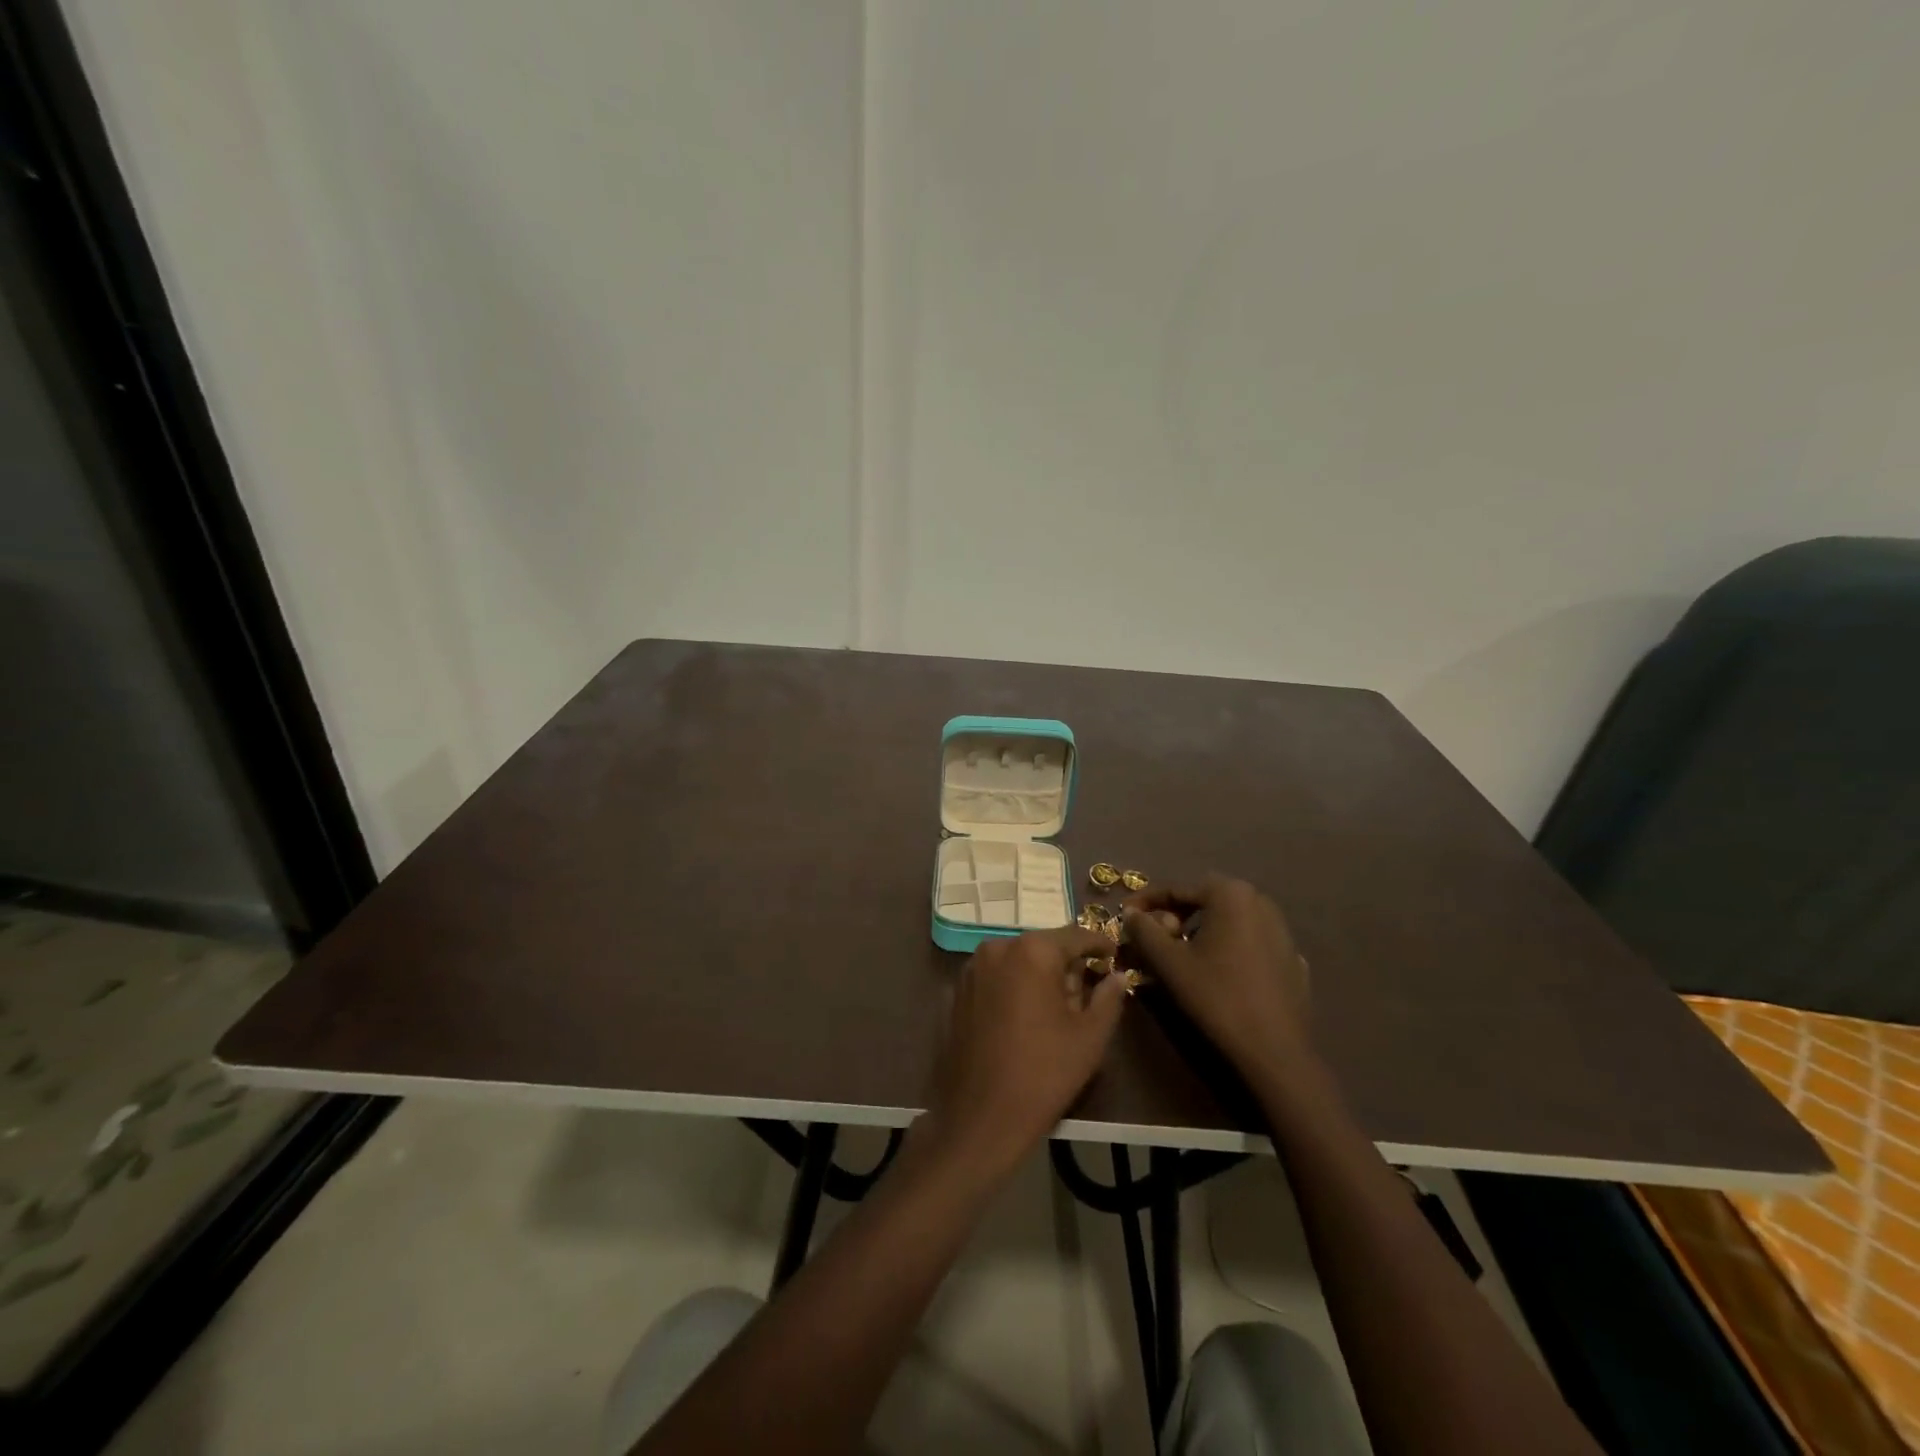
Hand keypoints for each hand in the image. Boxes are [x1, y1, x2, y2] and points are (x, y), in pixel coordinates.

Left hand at [922, 926, 1128, 1180]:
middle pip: (1044, 947)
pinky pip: (996, 977)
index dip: (1099, 945)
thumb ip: (1108, 998)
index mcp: (1033, 951)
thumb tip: (1117, 976)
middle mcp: (998, 947)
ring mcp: (972, 968)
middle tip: (1085, 995)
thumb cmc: (1044, 1073)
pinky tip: (1023, 1020)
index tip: (1115, 956)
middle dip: (1066, 966)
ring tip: (1054, 1012)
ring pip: (1018, 961)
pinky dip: (1013, 988)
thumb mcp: (1090, 1037)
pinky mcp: (957, 991)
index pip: (1076, 936)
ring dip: (1038, 976)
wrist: (980, 1117)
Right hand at [1123, 875, 1310, 1077]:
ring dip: (1200, 930)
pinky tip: (1216, 972)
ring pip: (1228, 920)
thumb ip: (1144, 930)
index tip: (1124, 915)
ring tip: (1181, 955)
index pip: (1177, 889)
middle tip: (1152, 937)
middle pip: (1204, 900)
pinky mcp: (1290, 957)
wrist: (1275, 1050)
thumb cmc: (1217, 996)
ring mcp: (1281, 930)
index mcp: (1230, 894)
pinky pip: (1248, 941)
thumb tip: (1131, 913)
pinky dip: (1226, 947)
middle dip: (1174, 914)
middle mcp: (1259, 902)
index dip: (1146, 901)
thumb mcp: (1169, 962)